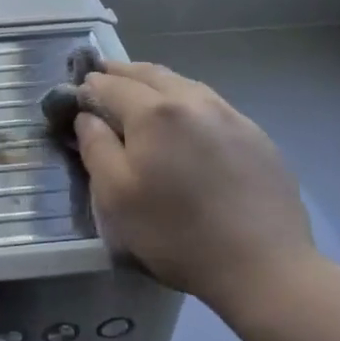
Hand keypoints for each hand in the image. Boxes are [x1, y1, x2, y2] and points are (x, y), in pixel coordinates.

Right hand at [73, 62, 319, 324]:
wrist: (265, 268)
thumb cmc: (177, 233)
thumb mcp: (116, 196)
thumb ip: (95, 146)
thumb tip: (87, 116)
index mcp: (153, 111)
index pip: (108, 84)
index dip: (86, 90)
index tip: (74, 102)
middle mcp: (192, 99)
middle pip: (147, 72)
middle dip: (119, 75)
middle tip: (101, 84)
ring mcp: (230, 114)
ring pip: (182, 83)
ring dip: (154, 85)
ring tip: (140, 100)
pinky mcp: (256, 135)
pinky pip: (210, 104)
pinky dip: (186, 103)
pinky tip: (185, 127)